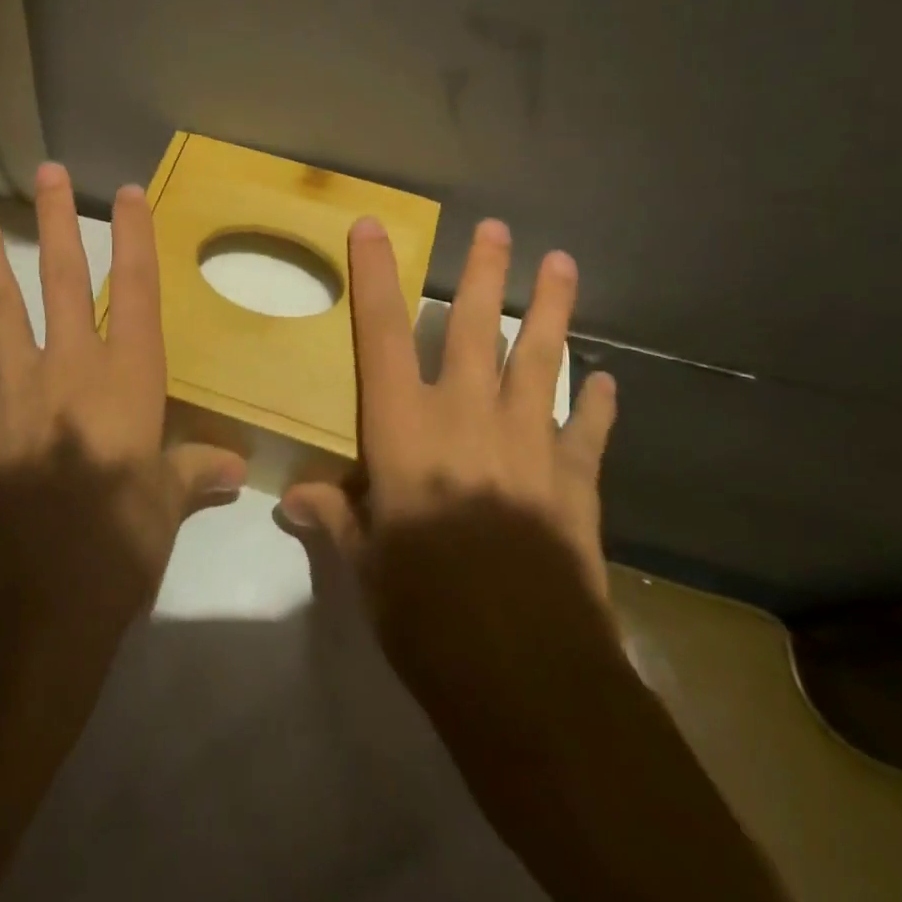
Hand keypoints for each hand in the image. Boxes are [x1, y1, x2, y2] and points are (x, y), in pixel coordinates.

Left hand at [0, 162, 246, 591]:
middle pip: (65, 280)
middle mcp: (71, 367)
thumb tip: (234, 468)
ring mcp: (13, 389)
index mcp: (128, 381)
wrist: (36, 596)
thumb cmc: (119, 544)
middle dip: (58, 221)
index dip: (136, 238)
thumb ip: (193, 474)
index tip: (127, 192)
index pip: (138, 293)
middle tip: (47, 170)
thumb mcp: (166, 507)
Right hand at [282, 216, 616, 599]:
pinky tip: (607, 380)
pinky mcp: (575, 482)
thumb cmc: (426, 612)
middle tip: (499, 228)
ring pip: (541, 360)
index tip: (371, 228)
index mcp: (404, 431)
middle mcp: (466, 418)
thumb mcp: (366, 566)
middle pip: (476, 329)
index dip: (374, 278)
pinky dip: (597, 404)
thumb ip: (336, 518)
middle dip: (485, 274)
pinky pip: (587, 430)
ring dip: (552, 310)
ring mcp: (528, 444)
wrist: (527, 673)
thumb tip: (293, 498)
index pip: (382, 336)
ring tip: (563, 263)